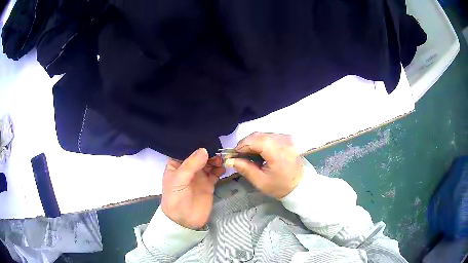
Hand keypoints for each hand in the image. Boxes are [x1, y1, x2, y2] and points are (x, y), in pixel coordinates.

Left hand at [161, 148, 224, 229]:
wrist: (184, 221)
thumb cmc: (175, 199)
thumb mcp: (179, 180)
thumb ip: (191, 165)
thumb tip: (204, 150)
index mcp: (176, 164)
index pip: (186, 149)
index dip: (195, 143)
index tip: (206, 137)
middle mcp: (188, 168)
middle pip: (199, 155)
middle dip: (208, 151)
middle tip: (217, 150)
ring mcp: (199, 176)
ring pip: (208, 162)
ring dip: (215, 159)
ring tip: (220, 160)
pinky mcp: (209, 183)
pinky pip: (215, 173)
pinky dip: (220, 169)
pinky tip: (222, 167)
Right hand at [225, 132, 302, 198]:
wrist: (298, 185)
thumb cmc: (279, 186)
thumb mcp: (260, 181)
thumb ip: (245, 168)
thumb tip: (229, 160)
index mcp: (278, 154)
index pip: (257, 141)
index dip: (243, 145)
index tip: (234, 154)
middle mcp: (284, 142)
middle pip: (259, 135)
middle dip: (246, 143)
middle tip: (240, 155)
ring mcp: (287, 139)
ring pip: (263, 134)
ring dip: (253, 142)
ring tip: (250, 155)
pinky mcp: (287, 139)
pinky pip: (269, 135)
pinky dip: (261, 142)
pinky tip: (260, 152)